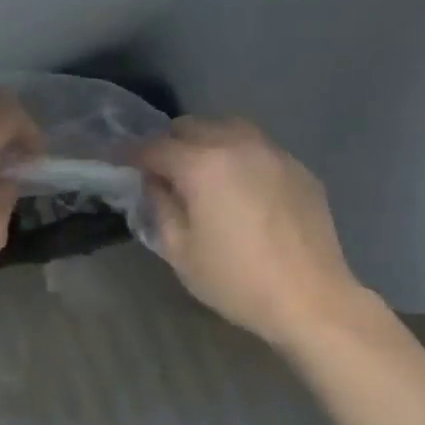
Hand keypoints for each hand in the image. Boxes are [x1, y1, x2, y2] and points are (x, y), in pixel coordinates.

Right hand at [138, 117, 377, 348]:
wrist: (310, 298)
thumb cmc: (235, 280)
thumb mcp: (179, 251)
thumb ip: (160, 207)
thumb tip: (154, 184)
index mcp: (202, 165)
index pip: (155, 147)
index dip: (130, 153)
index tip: (115, 160)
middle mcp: (238, 146)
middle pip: (192, 126)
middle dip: (169, 143)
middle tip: (159, 171)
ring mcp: (274, 153)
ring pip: (229, 129)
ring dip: (205, 143)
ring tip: (199, 173)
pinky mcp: (298, 168)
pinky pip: (258, 149)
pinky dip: (238, 157)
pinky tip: (238, 188)